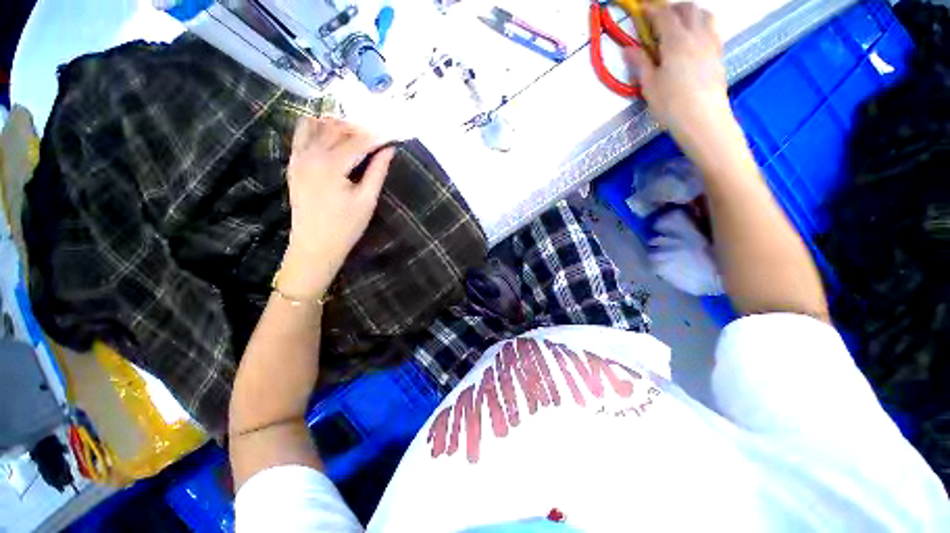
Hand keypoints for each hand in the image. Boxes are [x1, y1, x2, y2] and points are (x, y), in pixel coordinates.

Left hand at [280, 117, 394, 297]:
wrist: (314, 245)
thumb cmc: (346, 227)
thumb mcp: (367, 200)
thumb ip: (377, 171)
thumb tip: (389, 149)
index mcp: (331, 165)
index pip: (359, 141)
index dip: (379, 136)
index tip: (394, 135)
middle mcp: (311, 154)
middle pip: (338, 128)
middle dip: (361, 128)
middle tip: (380, 136)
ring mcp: (298, 157)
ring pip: (319, 125)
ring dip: (340, 125)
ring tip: (358, 136)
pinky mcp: (293, 163)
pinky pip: (302, 133)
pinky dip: (318, 128)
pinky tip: (333, 136)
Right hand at [624, 3, 730, 146]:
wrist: (702, 119)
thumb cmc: (671, 104)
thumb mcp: (649, 85)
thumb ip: (640, 62)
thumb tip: (627, 48)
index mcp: (676, 40)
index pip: (664, 14)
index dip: (651, 8)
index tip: (641, 8)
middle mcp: (697, 35)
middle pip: (687, 8)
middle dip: (672, 8)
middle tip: (659, 18)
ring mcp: (711, 43)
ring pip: (704, 14)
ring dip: (690, 13)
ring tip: (679, 25)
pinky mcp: (719, 54)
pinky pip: (712, 29)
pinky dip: (701, 25)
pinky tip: (694, 38)